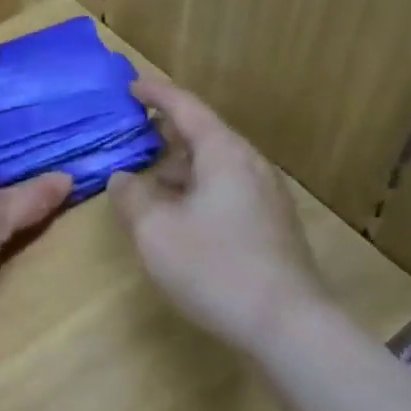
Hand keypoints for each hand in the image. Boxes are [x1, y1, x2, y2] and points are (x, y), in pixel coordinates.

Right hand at [109, 78, 324, 353]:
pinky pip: (226, 191)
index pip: (186, 107)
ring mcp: (266, 196)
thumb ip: (131, 197)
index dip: (156, 94)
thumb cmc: (214, 268)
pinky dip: (196, 190)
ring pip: (215, 166)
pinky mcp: (271, 225)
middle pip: (204, 135)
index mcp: (224, 154)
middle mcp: (250, 165)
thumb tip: (122, 178)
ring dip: (179, 167)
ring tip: (148, 181)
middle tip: (132, 136)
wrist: (288, 324)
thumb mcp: (155, 231)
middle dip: (165, 133)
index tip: (131, 86)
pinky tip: (179, 216)